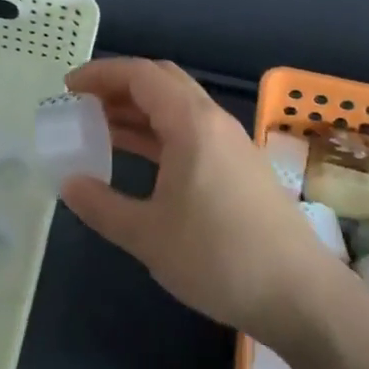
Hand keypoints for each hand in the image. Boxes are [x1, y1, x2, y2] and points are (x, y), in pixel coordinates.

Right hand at [58, 58, 342, 347]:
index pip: (141, 75)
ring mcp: (230, 143)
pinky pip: (190, 131)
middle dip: (119, 86)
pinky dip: (158, 132)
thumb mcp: (148, 235)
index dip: (101, 74)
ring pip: (177, 107)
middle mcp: (213, 121)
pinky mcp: (239, 166)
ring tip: (100, 129)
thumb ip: (102, 205)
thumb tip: (69, 183)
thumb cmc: (218, 257)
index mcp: (191, 123)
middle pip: (161, 81)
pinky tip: (139, 158)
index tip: (68, 88)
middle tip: (84, 105)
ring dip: (138, 110)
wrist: (299, 295)